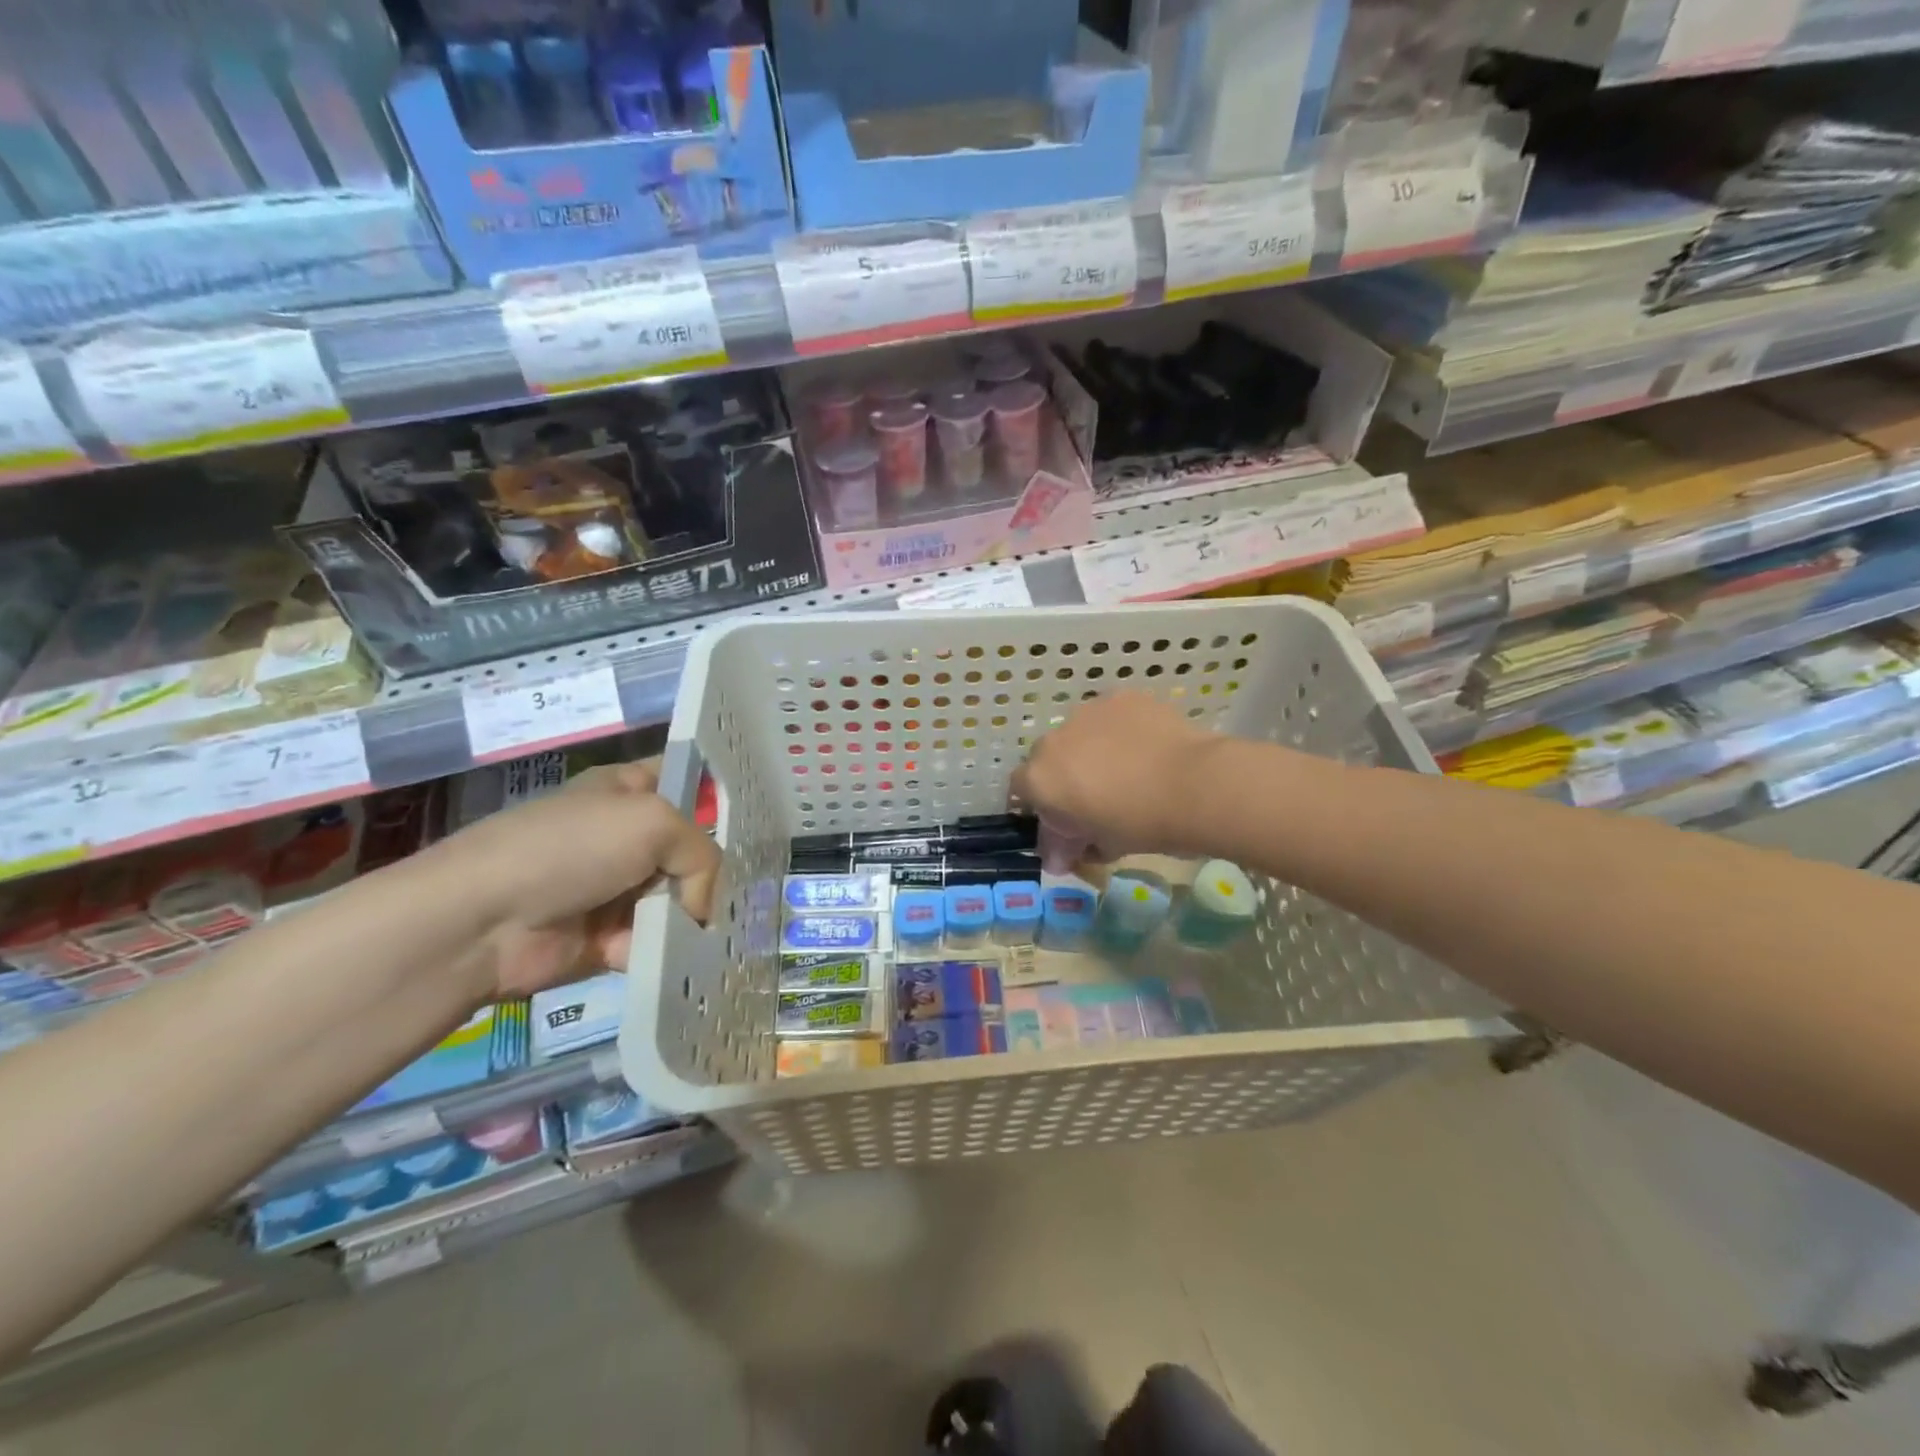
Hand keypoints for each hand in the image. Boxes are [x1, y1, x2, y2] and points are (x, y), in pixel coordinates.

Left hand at [449, 761, 720, 999]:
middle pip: (690, 848)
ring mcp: (616, 888)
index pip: (686, 779)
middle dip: (715, 869)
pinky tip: (672, 956)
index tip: (760, 815)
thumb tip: (701, 906)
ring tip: (709, 931)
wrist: (483, 922)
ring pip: (679, 898)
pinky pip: (655, 941)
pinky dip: (665, 950)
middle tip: (747, 889)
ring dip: (692, 917)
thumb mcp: (654, 822)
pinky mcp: (608, 938)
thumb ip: (702, 855)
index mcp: (629, 790)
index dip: (719, 792)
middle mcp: (626, 836)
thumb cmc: (571, 848)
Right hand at [1011, 693, 1218, 862]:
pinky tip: (1145, 748)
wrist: (1193, 785)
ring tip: (1127, 770)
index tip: (1066, 823)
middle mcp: (1053, 740)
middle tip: (1097, 798)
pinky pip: (1110, 716)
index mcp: (1039, 780)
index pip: (1021, 792)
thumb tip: (1057, 859)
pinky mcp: (1120, 697)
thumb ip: (1072, 847)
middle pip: (1048, 759)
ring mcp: (1086, 713)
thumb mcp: (1102, 845)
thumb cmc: (1140, 824)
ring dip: (1090, 750)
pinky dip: (1120, 730)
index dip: (1042, 807)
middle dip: (1065, 777)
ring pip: (1079, 733)